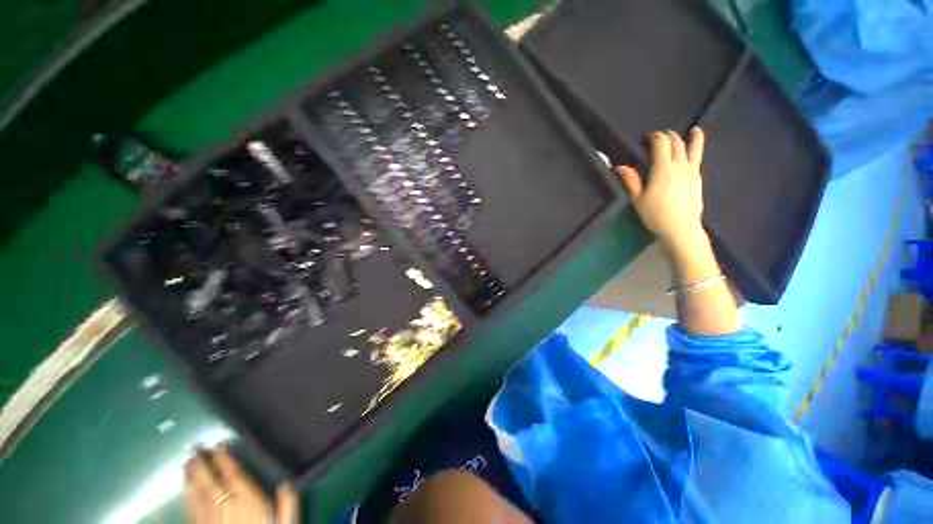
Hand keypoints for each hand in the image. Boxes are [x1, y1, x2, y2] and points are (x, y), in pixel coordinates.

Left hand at [185, 447, 297, 523]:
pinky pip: (192, 510)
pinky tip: (186, 490)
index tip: (219, 445)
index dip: (226, 460)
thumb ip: (287, 505)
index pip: (235, 476)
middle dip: (202, 465)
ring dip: (192, 479)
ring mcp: (211, 521)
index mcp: (248, 503)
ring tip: (186, 464)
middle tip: (194, 448)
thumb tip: (287, 483)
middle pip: (212, 482)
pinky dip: (188, 496)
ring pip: (198, 495)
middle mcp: (227, 508)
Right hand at [615, 128, 705, 248]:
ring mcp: (691, 171)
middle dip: (669, 136)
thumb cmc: (655, 214)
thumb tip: (620, 166)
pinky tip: (696, 148)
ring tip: (695, 130)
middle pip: (677, 143)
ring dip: (690, 138)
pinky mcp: (698, 178)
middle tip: (662, 135)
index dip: (656, 137)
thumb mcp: (638, 199)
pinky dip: (698, 149)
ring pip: (692, 149)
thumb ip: (631, 180)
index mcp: (663, 168)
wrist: (681, 227)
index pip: (661, 144)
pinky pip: (698, 159)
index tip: (649, 137)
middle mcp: (679, 165)